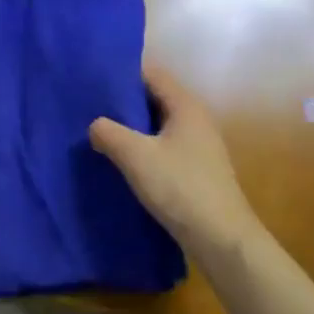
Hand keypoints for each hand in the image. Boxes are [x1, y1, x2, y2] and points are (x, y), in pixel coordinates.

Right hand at [89, 67, 262, 260]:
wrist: (222, 239)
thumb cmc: (180, 187)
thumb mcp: (135, 156)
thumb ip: (109, 133)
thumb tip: (95, 125)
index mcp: (185, 105)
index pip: (152, 74)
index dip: (123, 74)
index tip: (95, 80)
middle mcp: (196, 119)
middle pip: (155, 98)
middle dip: (125, 102)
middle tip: (91, 107)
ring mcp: (199, 146)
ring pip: (159, 125)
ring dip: (133, 128)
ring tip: (101, 133)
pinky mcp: (197, 169)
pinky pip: (165, 147)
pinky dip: (144, 148)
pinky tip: (124, 162)